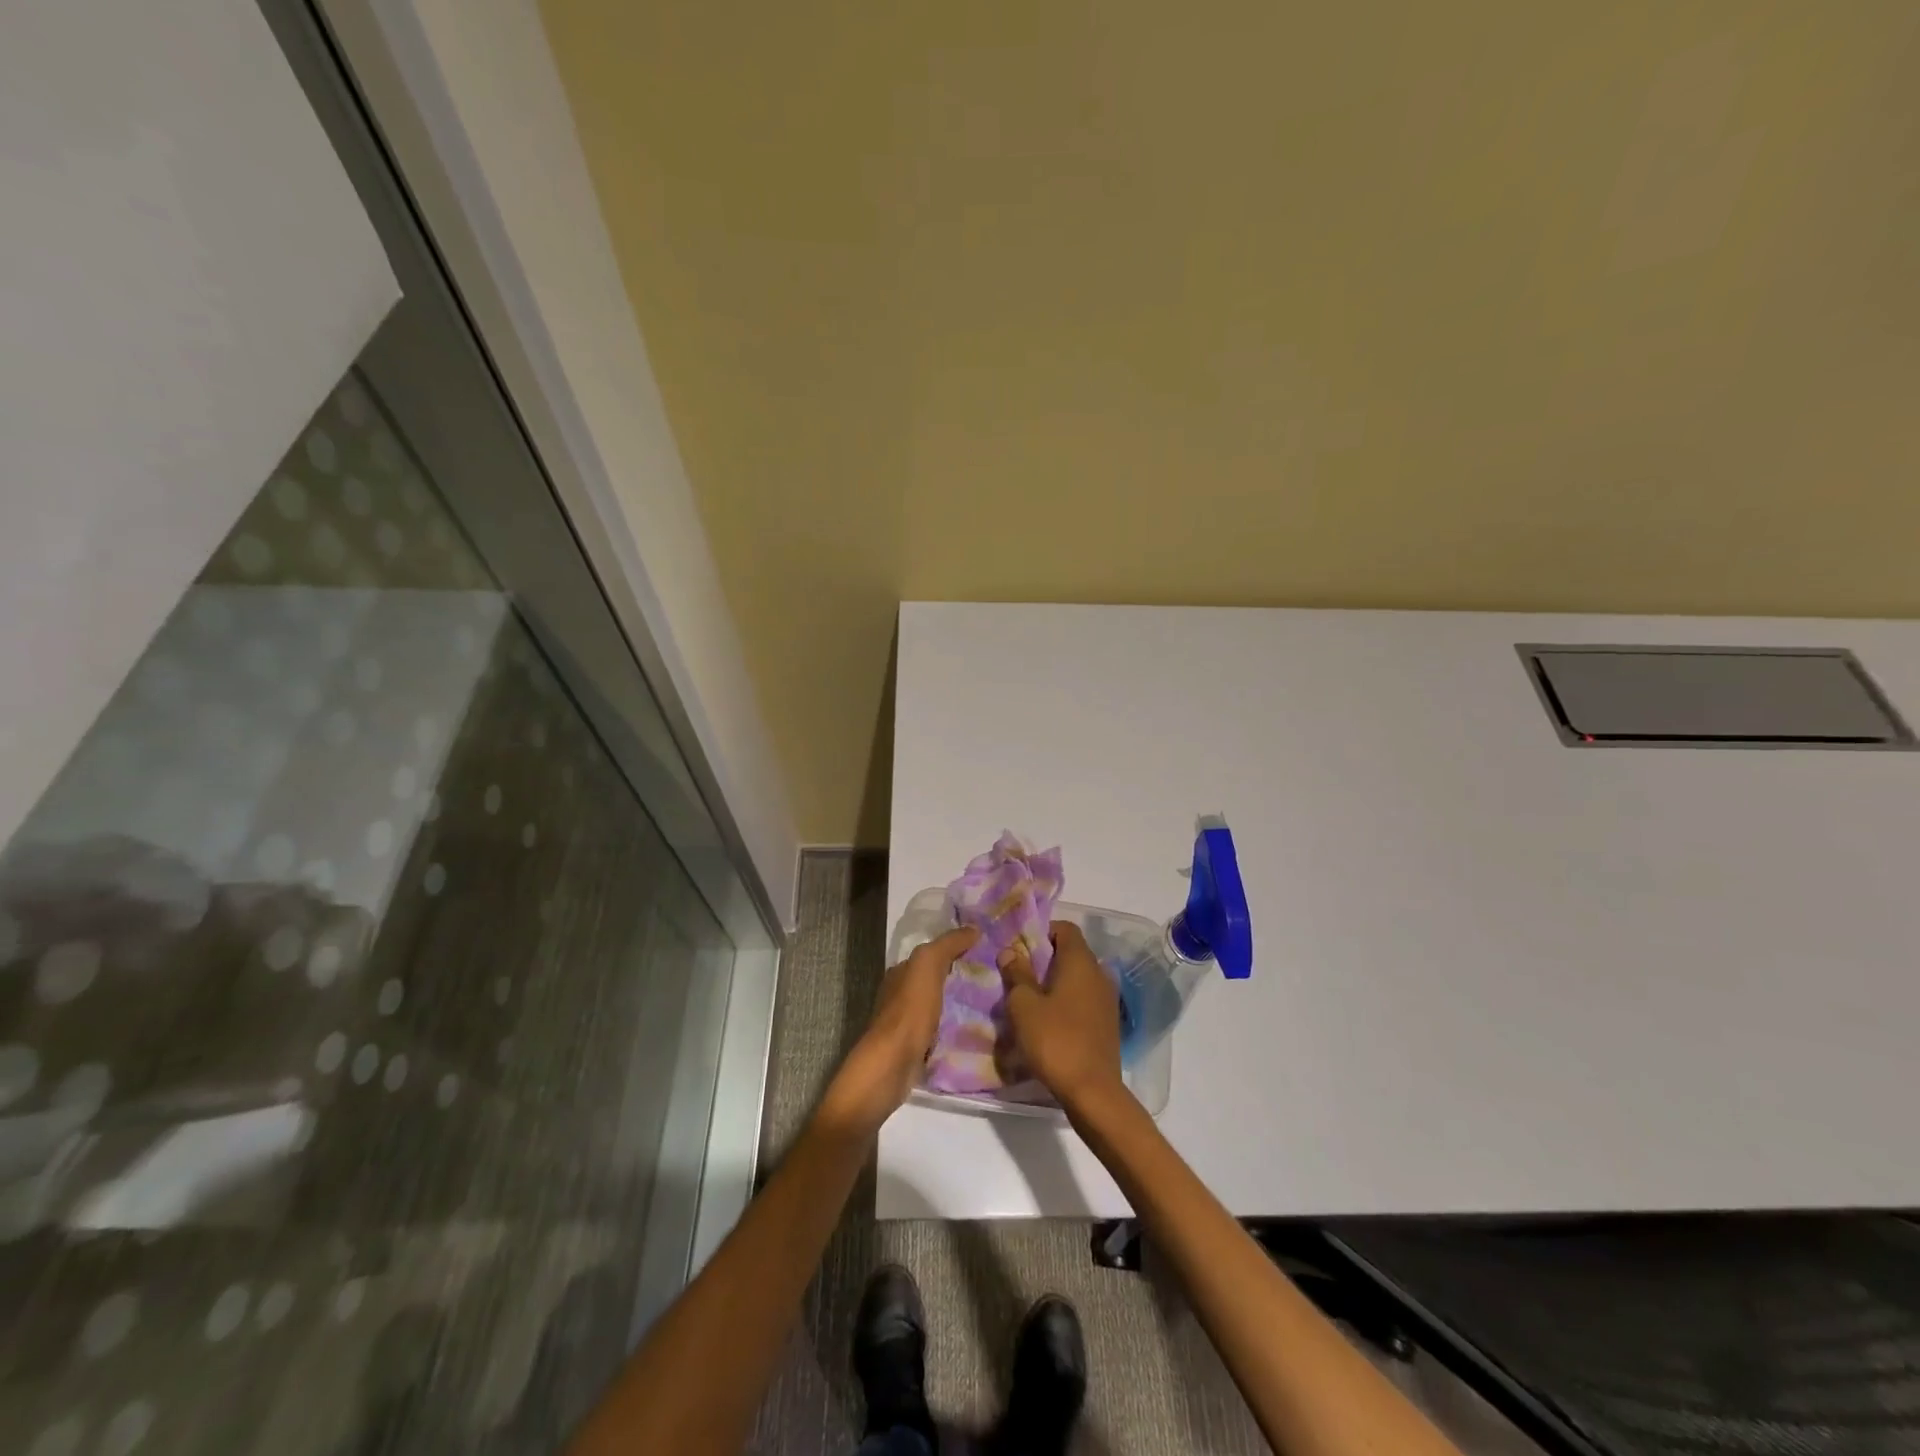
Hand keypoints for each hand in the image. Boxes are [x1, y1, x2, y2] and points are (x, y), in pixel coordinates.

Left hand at [822, 926, 978, 1133]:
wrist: (891, 1066)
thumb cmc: (909, 1011)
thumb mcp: (927, 965)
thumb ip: (948, 944)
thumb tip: (973, 928)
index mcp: (902, 972)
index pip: (933, 953)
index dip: (958, 949)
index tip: (988, 950)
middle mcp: (902, 994)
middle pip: (938, 980)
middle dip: (963, 977)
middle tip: (998, 977)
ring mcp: (909, 1023)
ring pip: (941, 1006)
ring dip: (962, 1004)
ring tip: (995, 1004)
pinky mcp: (917, 1048)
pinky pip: (943, 1031)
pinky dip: (957, 1028)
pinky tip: (978, 1029)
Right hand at [997, 921, 1126, 1117]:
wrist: (1093, 1092)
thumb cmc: (1055, 1040)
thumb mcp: (1024, 1006)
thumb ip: (1017, 974)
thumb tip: (1010, 951)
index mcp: (1081, 962)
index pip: (1065, 929)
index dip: (1042, 932)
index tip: (1019, 948)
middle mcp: (1099, 974)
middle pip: (1071, 953)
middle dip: (1044, 960)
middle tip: (1017, 975)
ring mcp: (1107, 1000)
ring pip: (1077, 979)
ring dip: (1054, 984)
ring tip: (1028, 1001)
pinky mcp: (1107, 1023)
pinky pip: (1083, 1000)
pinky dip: (1066, 1003)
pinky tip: (1047, 1022)